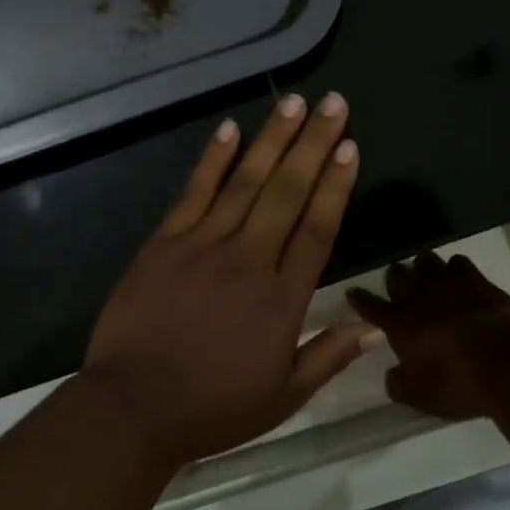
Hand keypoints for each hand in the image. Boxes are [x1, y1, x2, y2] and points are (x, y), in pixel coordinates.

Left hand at [83, 93, 378, 470]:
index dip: (336, 185)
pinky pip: (193, 192)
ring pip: (245, 182)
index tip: (349, 146)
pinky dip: (212, 159)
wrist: (133, 407)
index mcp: (282, 299)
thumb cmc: (213, 407)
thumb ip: (328, 357)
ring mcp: (203, 246)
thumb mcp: (282, 396)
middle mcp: (248, 260)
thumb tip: (376, 330)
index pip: (317, 229)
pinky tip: (229, 130)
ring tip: (292, 102)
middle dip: (313, 143)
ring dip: (271, 139)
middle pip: (287, 192)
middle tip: (332, 103)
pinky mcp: (164, 243)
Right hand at [347, 252, 509, 418]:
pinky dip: (454, 267)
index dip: (359, 299)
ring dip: (421, 266)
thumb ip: (399, 384)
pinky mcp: (480, 282)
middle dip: (393, 277)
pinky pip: (460, 263)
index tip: (353, 293)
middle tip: (396, 284)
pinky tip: (457, 274)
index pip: (370, 306)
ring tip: (424, 273)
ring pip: (426, 261)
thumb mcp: (421, 397)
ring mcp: (450, 285)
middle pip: (397, 275)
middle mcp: (419, 297)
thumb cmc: (459, 384)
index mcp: (399, 324)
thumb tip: (392, 375)